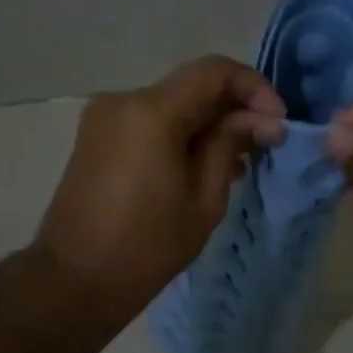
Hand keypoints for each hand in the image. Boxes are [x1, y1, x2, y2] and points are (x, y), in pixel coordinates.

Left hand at [37, 56, 285, 317]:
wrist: (74, 281)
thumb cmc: (146, 246)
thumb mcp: (203, 199)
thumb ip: (231, 146)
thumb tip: (265, 120)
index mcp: (151, 111)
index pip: (214, 71)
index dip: (254, 88)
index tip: (278, 122)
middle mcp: (123, 100)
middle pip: (192, 86)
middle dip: (234, 108)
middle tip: (266, 143)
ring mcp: (105, 117)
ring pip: (173, 104)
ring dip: (209, 123)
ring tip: (240, 161)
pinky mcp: (98, 137)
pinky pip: (151, 122)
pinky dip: (182, 134)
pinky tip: (204, 166)